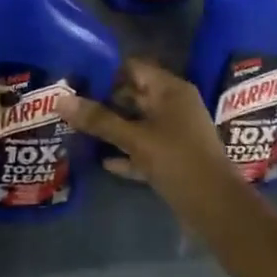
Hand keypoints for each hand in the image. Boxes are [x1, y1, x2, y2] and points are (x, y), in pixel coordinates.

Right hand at [66, 59, 234, 192]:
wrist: (217, 209)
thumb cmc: (178, 161)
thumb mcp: (135, 139)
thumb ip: (99, 120)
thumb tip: (60, 100)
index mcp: (170, 90)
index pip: (133, 68)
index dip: (105, 72)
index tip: (76, 79)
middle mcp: (173, 105)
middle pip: (133, 95)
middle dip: (103, 101)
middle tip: (70, 104)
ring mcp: (174, 133)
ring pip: (137, 123)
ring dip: (112, 128)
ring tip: (77, 129)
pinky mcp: (172, 158)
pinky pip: (143, 148)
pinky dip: (125, 152)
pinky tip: (101, 160)